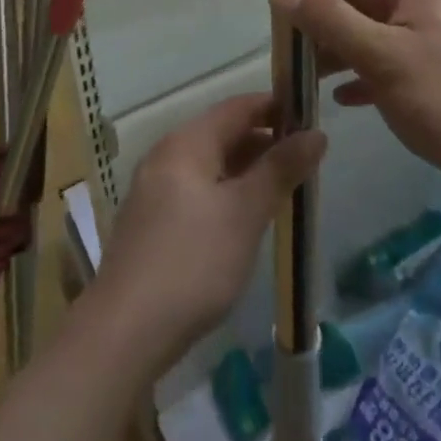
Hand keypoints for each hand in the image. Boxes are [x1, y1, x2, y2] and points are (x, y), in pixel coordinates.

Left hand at [93, 94, 326, 372]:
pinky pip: (196, 191)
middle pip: (223, 134)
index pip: (238, 107)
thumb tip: (316, 133)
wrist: (124, 333)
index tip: (311, 118)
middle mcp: (166, 155)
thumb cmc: (193, 262)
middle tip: (304, 161)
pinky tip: (244, 221)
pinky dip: (225, 194)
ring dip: (246, 171)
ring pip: (210, 165)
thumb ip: (281, 169)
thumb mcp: (245, 213)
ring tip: (283, 191)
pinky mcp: (151, 224)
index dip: (275, 107)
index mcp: (187, 142)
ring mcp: (154, 190)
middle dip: (264, 142)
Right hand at [272, 0, 440, 194]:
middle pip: (362, 5)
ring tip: (305, 79)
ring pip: (374, 37)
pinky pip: (391, 65)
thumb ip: (330, 20)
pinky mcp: (440, 74)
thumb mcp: (381, 56)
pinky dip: (365, 76)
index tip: (278, 18)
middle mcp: (428, 6)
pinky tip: (342, 99)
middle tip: (288, 55)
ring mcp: (436, 41)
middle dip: (324, 28)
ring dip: (340, 54)